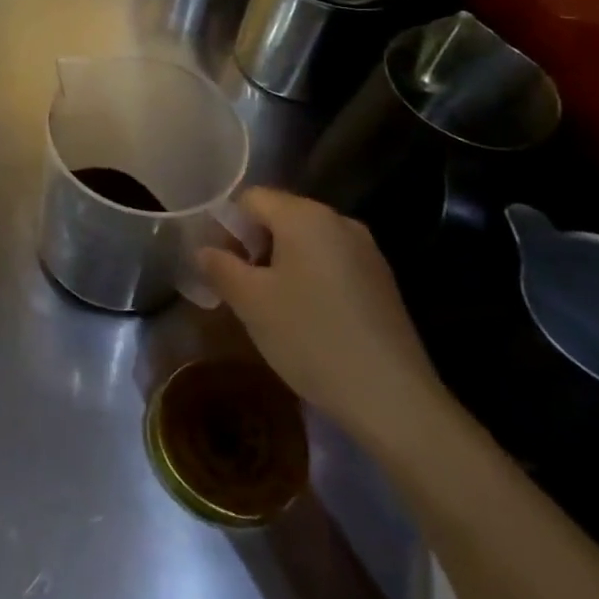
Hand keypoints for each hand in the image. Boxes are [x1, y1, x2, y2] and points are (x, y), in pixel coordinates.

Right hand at [195, 187, 451, 449]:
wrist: (393, 399)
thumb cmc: (310, 337)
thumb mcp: (249, 301)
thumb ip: (220, 266)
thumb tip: (204, 250)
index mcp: (305, 215)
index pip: (250, 199)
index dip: (226, 226)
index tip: (220, 265)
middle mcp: (339, 222)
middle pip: (280, 216)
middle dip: (253, 246)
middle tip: (240, 288)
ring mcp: (367, 252)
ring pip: (306, 242)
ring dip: (281, 264)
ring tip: (271, 307)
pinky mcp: (382, 283)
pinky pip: (331, 264)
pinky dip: (310, 279)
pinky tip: (307, 319)